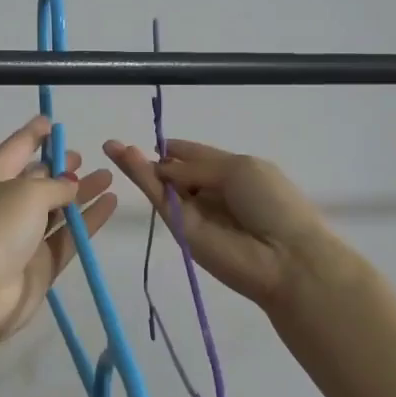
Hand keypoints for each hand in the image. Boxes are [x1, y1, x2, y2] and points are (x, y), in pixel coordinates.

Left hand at [0, 116, 117, 351]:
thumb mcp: (28, 192)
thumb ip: (56, 185)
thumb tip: (70, 186)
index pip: (17, 147)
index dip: (34, 134)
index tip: (52, 121)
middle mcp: (6, 202)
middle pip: (37, 179)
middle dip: (59, 167)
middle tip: (83, 158)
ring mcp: (23, 235)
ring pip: (57, 208)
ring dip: (81, 193)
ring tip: (108, 177)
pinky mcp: (40, 262)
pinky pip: (68, 235)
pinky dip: (88, 220)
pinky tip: (110, 204)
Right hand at [102, 138, 330, 311]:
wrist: (283, 256)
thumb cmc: (272, 204)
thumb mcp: (239, 170)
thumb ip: (196, 166)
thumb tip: (163, 167)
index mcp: (232, 173)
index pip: (196, 157)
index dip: (175, 149)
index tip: (154, 140)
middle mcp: (210, 192)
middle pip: (175, 172)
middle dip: (151, 158)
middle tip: (117, 145)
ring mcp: (193, 213)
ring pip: (161, 185)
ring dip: (137, 165)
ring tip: (112, 147)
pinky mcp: (179, 230)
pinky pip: (158, 199)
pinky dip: (141, 178)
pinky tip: (124, 158)